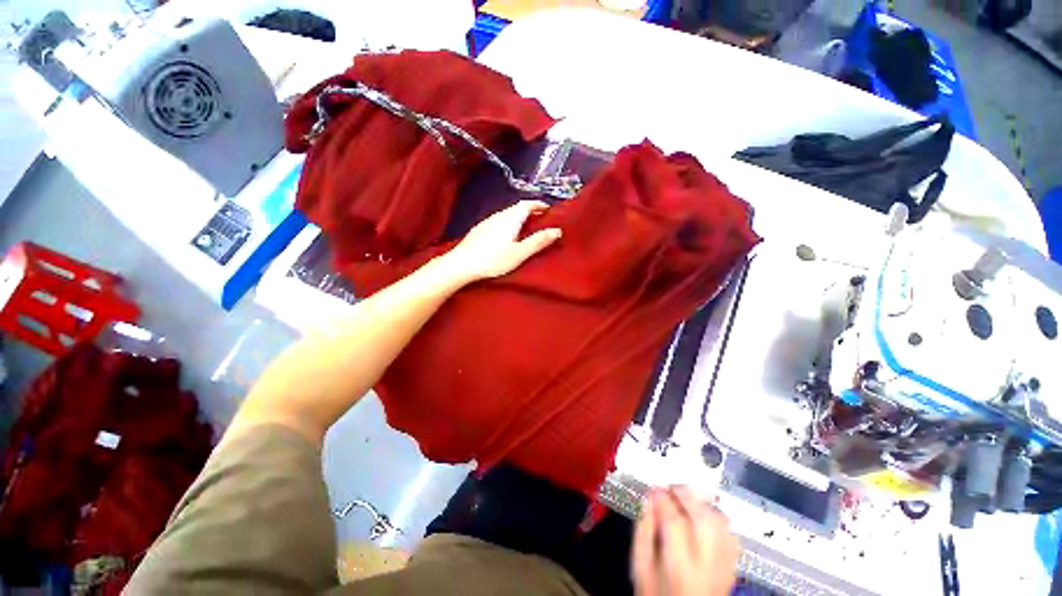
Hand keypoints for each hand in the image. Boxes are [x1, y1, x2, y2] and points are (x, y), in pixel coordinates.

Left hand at [441, 200, 561, 281]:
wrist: (462, 264)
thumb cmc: (494, 259)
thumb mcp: (520, 253)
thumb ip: (538, 241)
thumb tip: (557, 230)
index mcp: (511, 218)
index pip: (527, 204)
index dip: (539, 204)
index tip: (548, 209)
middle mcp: (499, 215)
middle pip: (517, 208)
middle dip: (530, 211)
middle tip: (540, 220)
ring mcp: (487, 221)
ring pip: (507, 214)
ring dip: (518, 217)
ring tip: (526, 228)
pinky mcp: (479, 230)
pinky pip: (498, 221)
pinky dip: (508, 223)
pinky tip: (507, 235)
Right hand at [632, 487, 739, 595]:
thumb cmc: (658, 594)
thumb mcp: (641, 568)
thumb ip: (643, 533)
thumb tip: (648, 502)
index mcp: (680, 568)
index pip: (675, 523)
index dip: (663, 498)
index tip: (654, 489)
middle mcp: (707, 568)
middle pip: (706, 521)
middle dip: (687, 496)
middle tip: (671, 487)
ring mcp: (724, 569)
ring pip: (721, 525)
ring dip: (702, 505)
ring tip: (686, 499)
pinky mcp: (732, 569)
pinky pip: (731, 536)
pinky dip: (717, 520)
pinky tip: (703, 518)